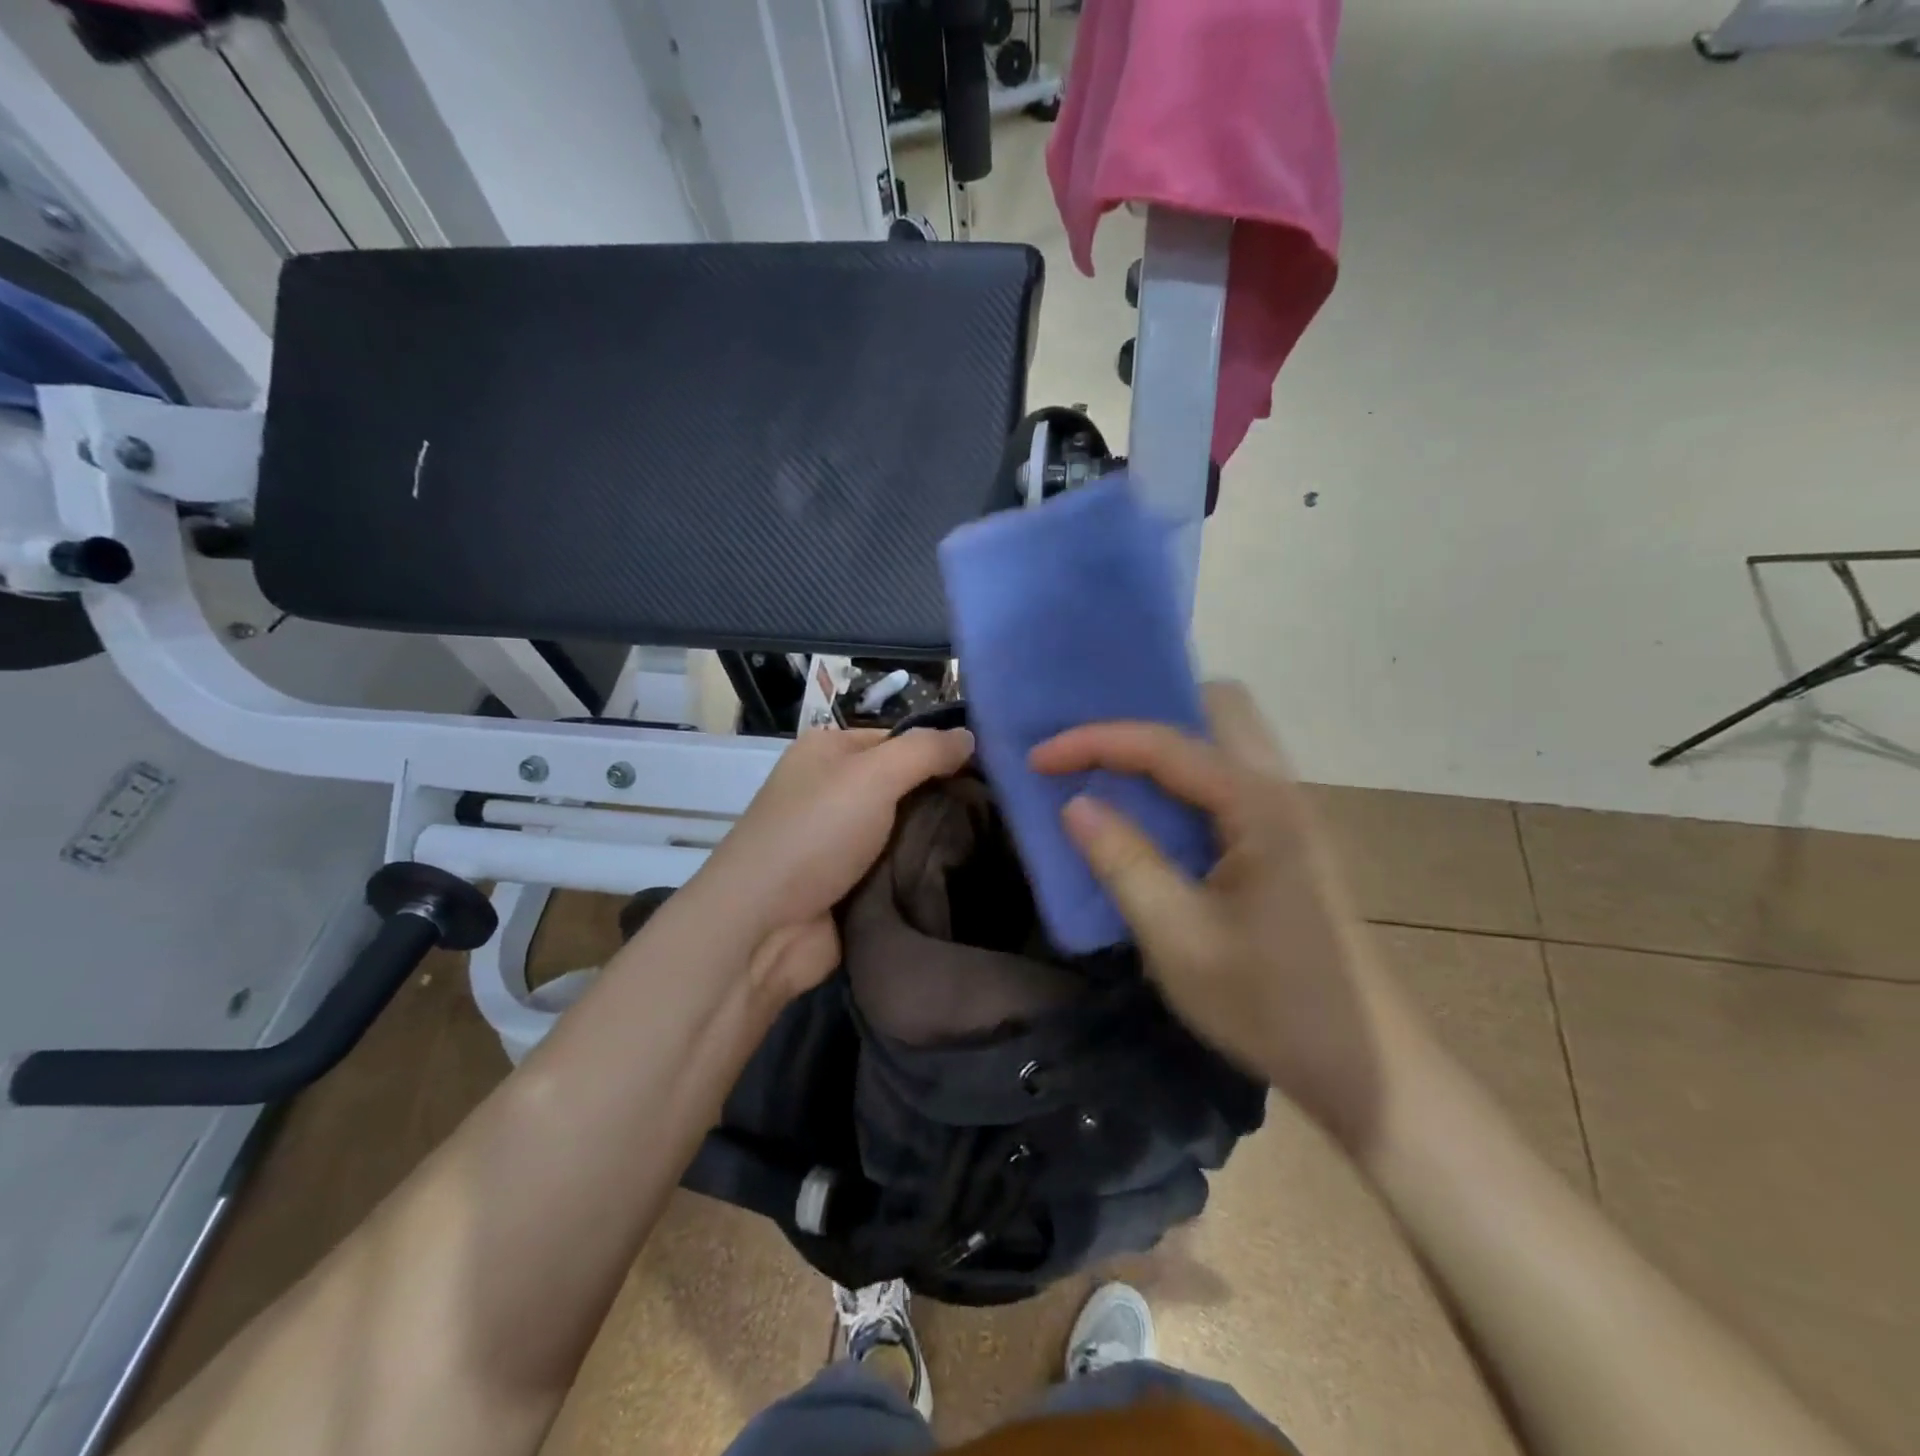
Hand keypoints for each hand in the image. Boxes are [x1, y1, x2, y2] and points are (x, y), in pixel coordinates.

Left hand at [696, 725, 974, 1001]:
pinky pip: (897, 869)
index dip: (941, 751)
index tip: (993, 770)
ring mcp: (840, 842)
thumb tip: (969, 735)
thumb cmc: (815, 834)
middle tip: (1001, 809)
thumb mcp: (872, 775)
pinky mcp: (850, 885)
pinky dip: (922, 871)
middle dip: (946, 798)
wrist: (763, 928)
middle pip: (905, 785)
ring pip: (905, 830)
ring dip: (938, 839)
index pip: (899, 740)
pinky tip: (966, 873)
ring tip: (995, 841)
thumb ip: (925, 751)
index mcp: (829, 752)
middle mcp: (832, 791)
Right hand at [1030, 682, 1390, 1151]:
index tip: (1038, 758)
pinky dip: (1187, 778)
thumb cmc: (1270, 1004)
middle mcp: (1282, 792)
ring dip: (1169, 745)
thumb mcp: (1178, 938)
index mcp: (1258, 806)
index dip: (1094, 741)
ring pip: (1229, 741)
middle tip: (1094, 753)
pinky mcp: (1291, 843)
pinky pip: (1232, 778)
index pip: (1165, 743)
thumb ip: (1123, 861)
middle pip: (1219, 708)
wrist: (1368, 1068)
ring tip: (1113, 775)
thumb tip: (1075, 804)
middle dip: (1149, 715)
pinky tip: (1157, 818)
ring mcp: (1293, 816)